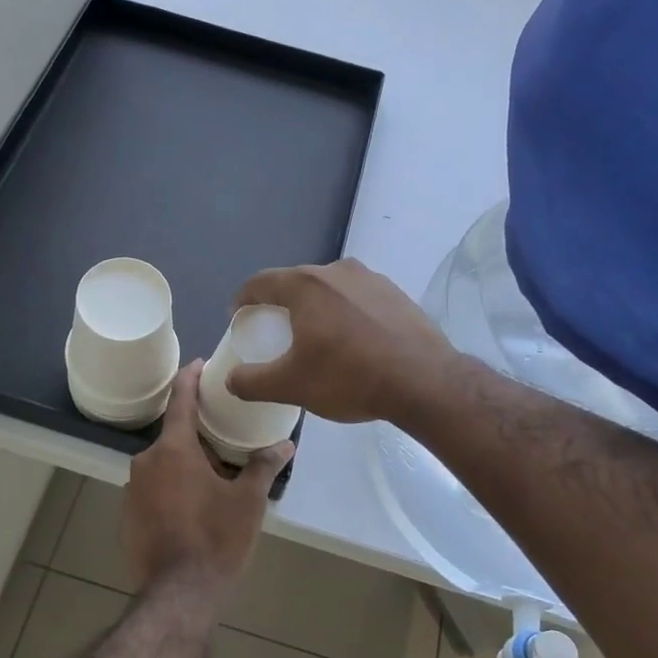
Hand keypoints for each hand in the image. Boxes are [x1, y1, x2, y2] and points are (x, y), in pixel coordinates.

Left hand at [120, 361, 292, 594]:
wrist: (178, 595)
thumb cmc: (216, 539)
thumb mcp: (248, 501)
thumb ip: (264, 466)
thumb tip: (286, 444)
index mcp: (173, 449)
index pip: (180, 400)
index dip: (190, 378)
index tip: (199, 364)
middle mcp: (146, 462)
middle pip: (173, 436)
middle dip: (197, 435)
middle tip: (225, 439)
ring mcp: (132, 490)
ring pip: (163, 465)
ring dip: (185, 465)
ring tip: (214, 477)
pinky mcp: (127, 516)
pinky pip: (153, 489)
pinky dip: (171, 489)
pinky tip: (193, 507)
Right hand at [225, 259, 458, 425]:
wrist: (424, 382)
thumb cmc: (349, 378)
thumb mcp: (291, 386)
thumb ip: (252, 382)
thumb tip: (232, 379)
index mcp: (305, 285)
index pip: (260, 282)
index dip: (243, 299)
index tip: (238, 316)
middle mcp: (336, 271)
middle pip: (296, 282)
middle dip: (280, 303)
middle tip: (275, 330)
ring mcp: (371, 279)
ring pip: (330, 289)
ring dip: (316, 308)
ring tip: (316, 336)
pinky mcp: (396, 293)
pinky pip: (358, 299)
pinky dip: (346, 314)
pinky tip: (353, 341)